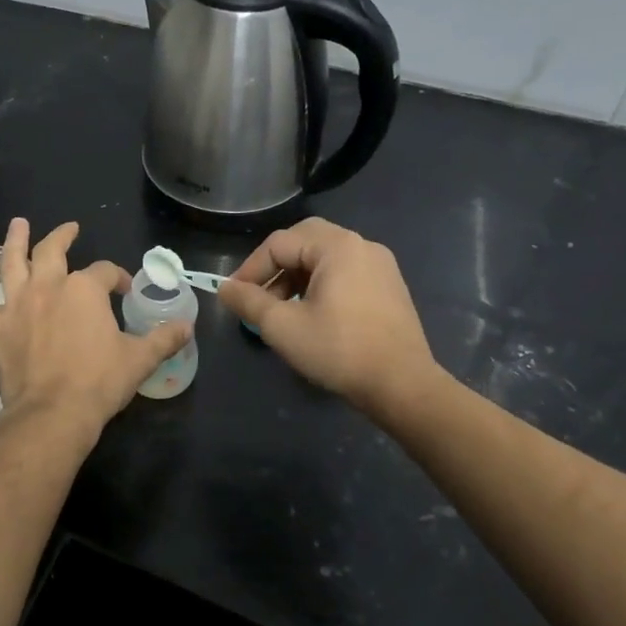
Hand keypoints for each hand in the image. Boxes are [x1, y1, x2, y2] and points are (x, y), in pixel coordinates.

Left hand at [0, 217, 191, 433]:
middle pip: (53, 250)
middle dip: (63, 236)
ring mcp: (17, 304)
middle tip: (70, 230)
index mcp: (85, 290)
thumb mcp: (140, 359)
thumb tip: (188, 327)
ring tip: (18, 225)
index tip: (124, 290)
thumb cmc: (99, 383)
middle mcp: (48, 286)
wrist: (53, 414)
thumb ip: (164, 338)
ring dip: (14, 240)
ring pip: (10, 261)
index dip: (118, 277)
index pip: (105, 272)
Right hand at [218, 217, 442, 417]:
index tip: (235, 297)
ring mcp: (380, 265)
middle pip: (304, 240)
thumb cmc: (338, 350)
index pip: (279, 243)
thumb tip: (224, 288)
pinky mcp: (390, 286)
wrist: (402, 385)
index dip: (251, 268)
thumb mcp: (282, 326)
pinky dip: (321, 283)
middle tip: (259, 293)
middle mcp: (361, 245)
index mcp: (337, 246)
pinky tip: (313, 313)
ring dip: (297, 275)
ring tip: (282, 309)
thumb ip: (249, 301)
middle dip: (275, 265)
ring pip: (325, 256)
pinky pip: (345, 271)